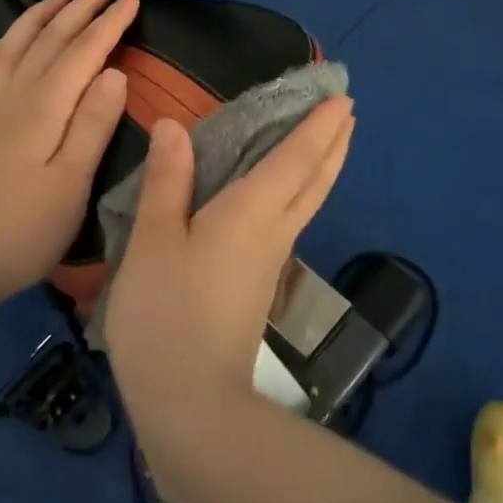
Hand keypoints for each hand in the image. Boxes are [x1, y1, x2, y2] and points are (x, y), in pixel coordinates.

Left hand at [0, 0, 138, 317]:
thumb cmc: (24, 230)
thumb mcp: (72, 183)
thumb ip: (93, 125)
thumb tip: (114, 72)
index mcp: (44, 108)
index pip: (83, 53)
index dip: (108, 23)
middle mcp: (13, 98)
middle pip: (49, 42)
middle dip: (79, 9)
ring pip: (13, 49)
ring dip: (36, 19)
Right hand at [103, 97, 354, 408]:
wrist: (190, 404)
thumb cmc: (166, 313)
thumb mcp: (154, 241)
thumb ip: (166, 181)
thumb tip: (174, 127)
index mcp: (251, 212)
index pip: (294, 159)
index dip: (317, 127)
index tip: (341, 98)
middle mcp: (272, 232)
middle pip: (314, 181)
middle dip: (332, 145)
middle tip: (347, 114)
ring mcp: (269, 263)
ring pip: (307, 203)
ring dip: (322, 169)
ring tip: (329, 145)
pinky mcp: (258, 287)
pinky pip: (290, 222)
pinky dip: (300, 194)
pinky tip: (283, 198)